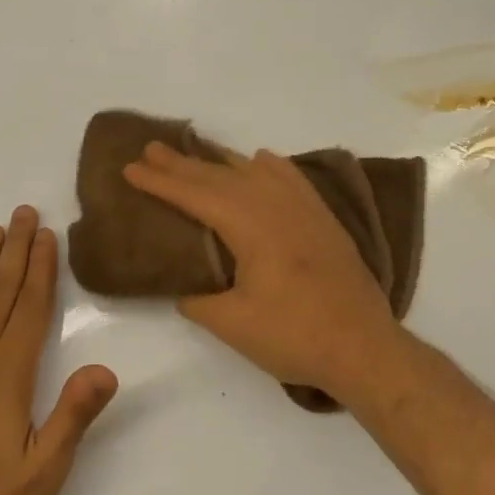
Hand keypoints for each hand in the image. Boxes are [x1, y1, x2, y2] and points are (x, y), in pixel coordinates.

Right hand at [123, 142, 404, 403]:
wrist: (363, 347)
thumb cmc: (294, 336)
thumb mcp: (232, 324)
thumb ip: (199, 301)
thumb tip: (186, 290)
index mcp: (250, 226)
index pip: (196, 195)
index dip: (160, 182)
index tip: (130, 167)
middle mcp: (277, 206)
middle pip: (221, 176)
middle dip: (183, 163)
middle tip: (151, 148)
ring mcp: (305, 210)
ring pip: (255, 172)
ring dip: (221, 161)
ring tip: (196, 151)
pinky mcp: (323, 221)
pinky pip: (291, 179)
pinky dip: (269, 166)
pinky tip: (261, 161)